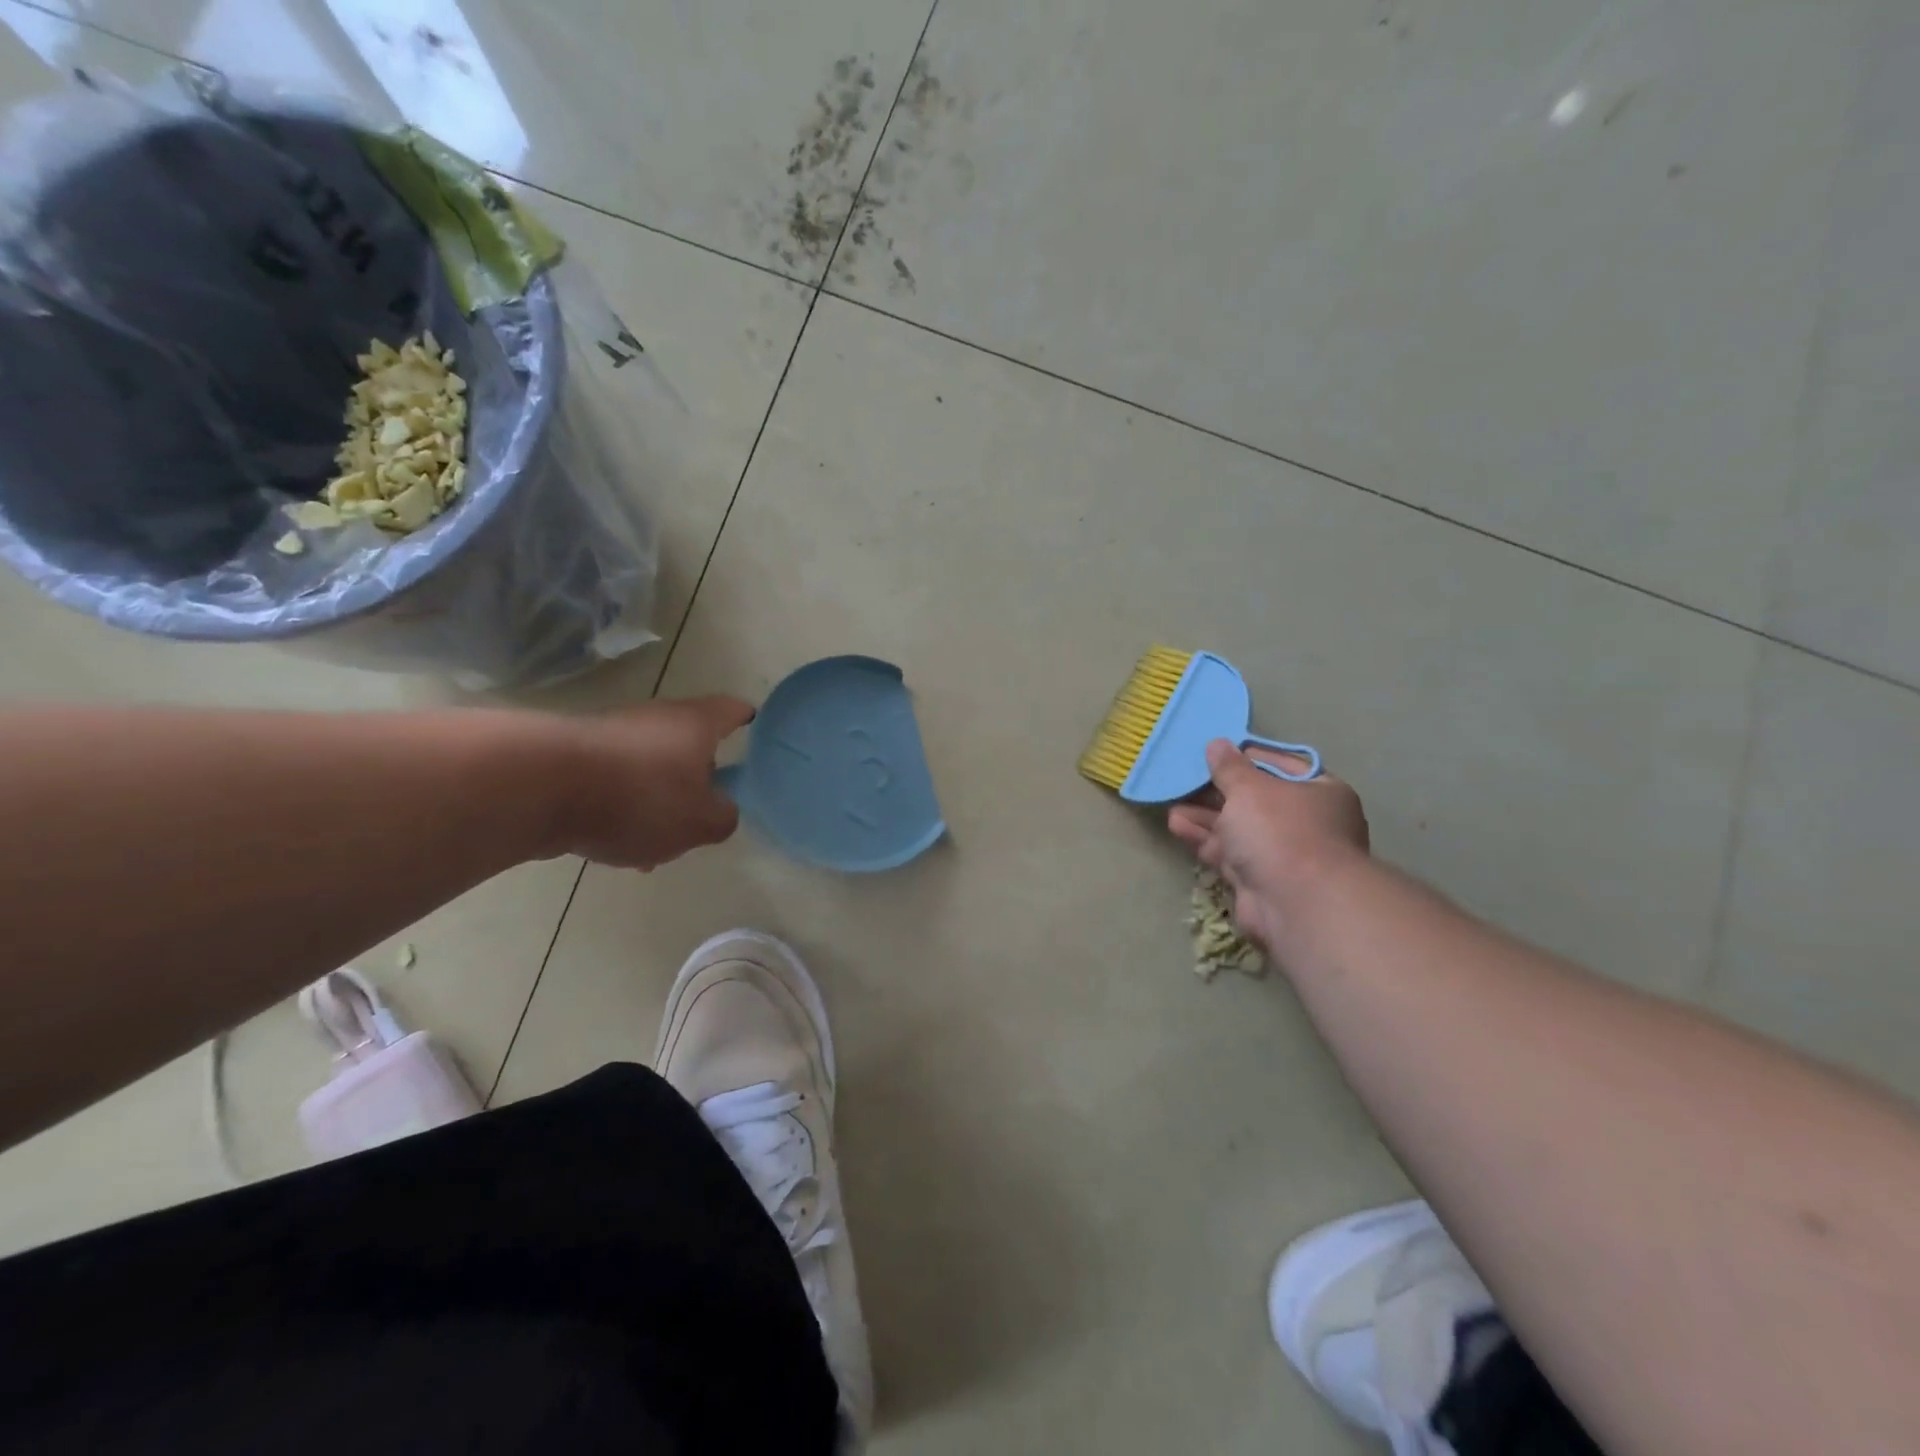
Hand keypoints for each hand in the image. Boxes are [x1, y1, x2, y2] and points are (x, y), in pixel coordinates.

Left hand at [552, 696, 755, 868]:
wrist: (538, 786)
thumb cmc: (639, 797)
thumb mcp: (700, 822)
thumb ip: (723, 818)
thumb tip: (722, 810)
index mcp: (695, 725)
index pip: (733, 710)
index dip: (747, 719)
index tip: (755, 730)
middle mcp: (655, 719)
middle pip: (688, 742)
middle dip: (698, 776)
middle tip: (705, 811)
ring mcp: (611, 734)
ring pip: (648, 767)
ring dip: (657, 799)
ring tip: (656, 845)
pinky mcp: (573, 756)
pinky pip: (612, 782)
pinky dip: (621, 807)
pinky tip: (615, 844)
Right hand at [1167, 740, 1369, 957]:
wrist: (1296, 904)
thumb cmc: (1281, 830)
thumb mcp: (1250, 788)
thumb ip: (1230, 767)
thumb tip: (1218, 744)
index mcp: (1320, 792)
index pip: (1279, 765)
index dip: (1245, 757)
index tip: (1213, 751)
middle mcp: (1306, 822)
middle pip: (1255, 800)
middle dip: (1218, 791)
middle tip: (1186, 778)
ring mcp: (1282, 854)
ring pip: (1238, 828)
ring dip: (1205, 816)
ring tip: (1172, 802)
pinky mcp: (1259, 880)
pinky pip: (1228, 853)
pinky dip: (1204, 839)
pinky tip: (1177, 825)